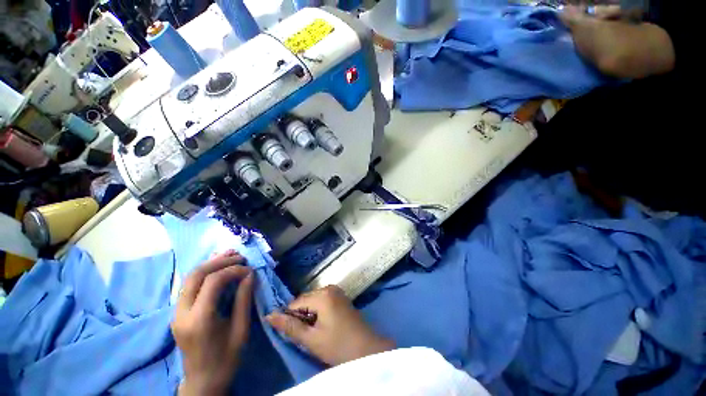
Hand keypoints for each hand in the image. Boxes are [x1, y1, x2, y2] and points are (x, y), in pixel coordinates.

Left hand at [172, 250, 254, 395]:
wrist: (203, 381)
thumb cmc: (226, 358)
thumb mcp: (241, 329)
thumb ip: (243, 299)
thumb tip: (250, 274)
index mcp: (199, 320)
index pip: (213, 282)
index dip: (233, 270)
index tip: (249, 269)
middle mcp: (182, 313)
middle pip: (196, 275)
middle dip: (219, 261)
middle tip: (240, 256)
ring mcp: (176, 313)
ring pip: (189, 277)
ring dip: (210, 263)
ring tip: (230, 254)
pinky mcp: (177, 313)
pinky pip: (188, 285)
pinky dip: (204, 272)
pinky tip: (216, 266)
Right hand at [266, 285, 393, 365]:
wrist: (367, 349)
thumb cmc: (338, 346)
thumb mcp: (311, 339)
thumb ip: (290, 327)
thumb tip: (269, 315)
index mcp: (323, 294)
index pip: (295, 303)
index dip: (291, 319)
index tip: (296, 334)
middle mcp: (329, 287)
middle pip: (305, 301)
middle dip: (302, 317)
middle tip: (307, 335)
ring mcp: (337, 291)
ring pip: (313, 302)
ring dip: (310, 316)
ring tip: (316, 332)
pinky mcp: (341, 297)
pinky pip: (322, 302)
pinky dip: (319, 313)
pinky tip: (324, 326)